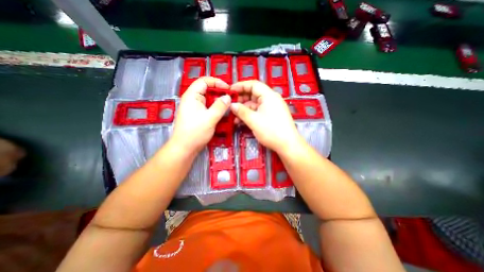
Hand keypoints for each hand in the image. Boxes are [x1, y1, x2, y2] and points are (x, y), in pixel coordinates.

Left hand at [171, 77, 231, 152]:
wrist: (185, 148)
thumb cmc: (195, 132)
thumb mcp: (210, 118)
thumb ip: (220, 106)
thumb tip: (228, 97)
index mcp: (192, 96)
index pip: (204, 81)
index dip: (217, 82)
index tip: (228, 89)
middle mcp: (192, 99)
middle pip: (207, 90)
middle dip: (219, 93)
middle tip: (231, 98)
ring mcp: (195, 107)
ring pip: (209, 99)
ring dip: (219, 101)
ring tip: (229, 106)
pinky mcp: (198, 114)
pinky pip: (208, 107)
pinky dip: (216, 108)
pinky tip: (222, 113)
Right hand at [230, 79, 301, 152]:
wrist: (287, 145)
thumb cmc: (271, 131)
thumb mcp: (253, 121)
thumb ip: (241, 111)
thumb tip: (231, 105)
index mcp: (269, 96)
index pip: (253, 84)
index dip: (240, 86)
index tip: (230, 91)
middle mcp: (271, 99)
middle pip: (253, 94)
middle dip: (241, 99)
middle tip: (230, 105)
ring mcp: (271, 108)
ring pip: (254, 104)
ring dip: (244, 109)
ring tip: (233, 116)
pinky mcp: (271, 115)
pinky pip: (258, 111)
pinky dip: (249, 115)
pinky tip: (240, 121)